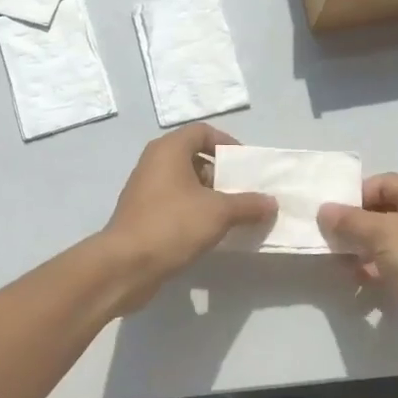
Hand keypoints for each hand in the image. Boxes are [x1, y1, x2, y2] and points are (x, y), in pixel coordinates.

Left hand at [101, 125, 277, 307]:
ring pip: (185, 182)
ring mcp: (145, 188)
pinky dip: (194, 210)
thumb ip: (248, 204)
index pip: (202, 132)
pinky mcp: (143, 213)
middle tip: (244, 192)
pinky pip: (175, 202)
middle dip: (222, 174)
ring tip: (233, 215)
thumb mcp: (218, 213)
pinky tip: (211, 231)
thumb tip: (271, 202)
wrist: (125, 265)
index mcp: (169, 149)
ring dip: (210, 195)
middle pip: (194, 157)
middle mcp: (154, 162)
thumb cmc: (172, 225)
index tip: (245, 166)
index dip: (227, 144)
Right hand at [318, 174, 397, 366]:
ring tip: (339, 262)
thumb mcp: (382, 234)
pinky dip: (375, 269)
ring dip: (362, 249)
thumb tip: (324, 210)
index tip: (329, 215)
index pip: (381, 183)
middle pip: (383, 212)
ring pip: (386, 240)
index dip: (354, 196)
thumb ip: (350, 220)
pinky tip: (359, 280)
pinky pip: (394, 264)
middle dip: (355, 225)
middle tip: (329, 240)